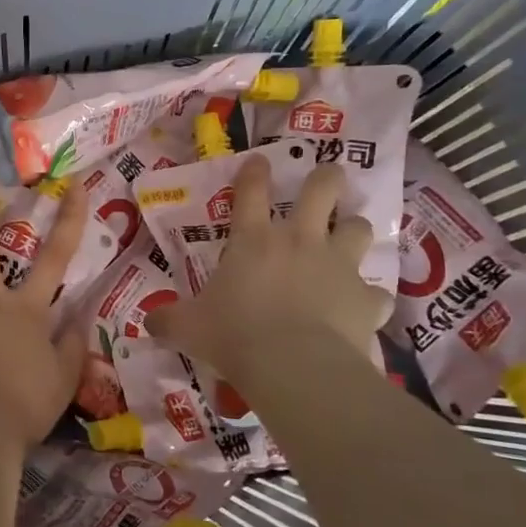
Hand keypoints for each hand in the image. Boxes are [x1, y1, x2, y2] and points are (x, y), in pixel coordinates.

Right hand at [147, 158, 390, 387]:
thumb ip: (168, 320)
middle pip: (321, 190)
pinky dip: (370, 297)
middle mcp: (300, 241)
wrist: (295, 366)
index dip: (253, 172)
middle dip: (326, 178)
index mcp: (253, 240)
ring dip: (354, 229)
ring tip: (350, 235)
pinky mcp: (366, 298)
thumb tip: (148, 322)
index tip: (258, 160)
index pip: (250, 192)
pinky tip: (364, 306)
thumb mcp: (188, 328)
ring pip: (359, 228)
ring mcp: (339, 266)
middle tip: (327, 175)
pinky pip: (377, 292)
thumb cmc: (234, 336)